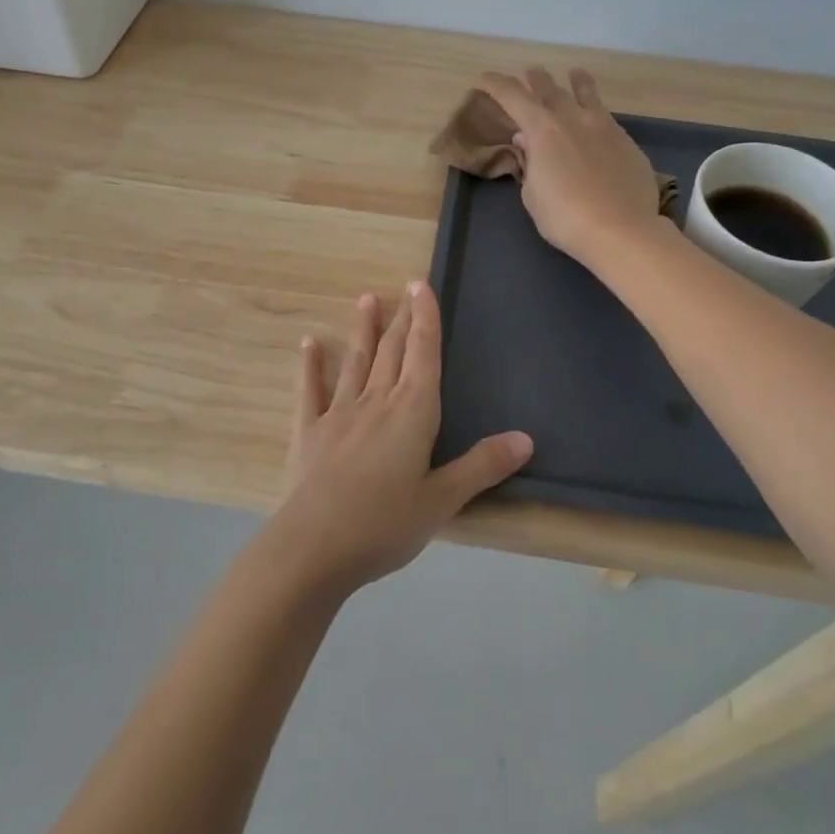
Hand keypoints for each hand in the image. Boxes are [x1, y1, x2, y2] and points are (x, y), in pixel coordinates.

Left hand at [269, 283, 531, 596]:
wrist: (313, 547)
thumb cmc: (384, 525)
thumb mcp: (442, 501)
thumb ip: (481, 467)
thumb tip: (526, 439)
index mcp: (412, 413)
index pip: (424, 355)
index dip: (426, 319)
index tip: (422, 286)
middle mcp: (376, 402)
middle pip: (393, 351)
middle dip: (402, 318)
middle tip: (404, 287)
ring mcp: (339, 414)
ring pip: (355, 362)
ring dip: (363, 330)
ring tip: (366, 299)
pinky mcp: (309, 432)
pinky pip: (311, 390)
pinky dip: (310, 365)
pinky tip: (309, 343)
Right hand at [476, 67, 662, 265]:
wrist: (621, 230)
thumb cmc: (565, 217)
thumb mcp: (533, 195)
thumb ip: (531, 163)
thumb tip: (528, 142)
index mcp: (542, 130)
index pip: (512, 96)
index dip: (495, 84)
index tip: (484, 79)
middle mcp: (572, 118)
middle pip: (550, 87)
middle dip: (535, 79)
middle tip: (529, 74)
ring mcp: (604, 126)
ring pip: (587, 93)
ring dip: (576, 81)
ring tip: (575, 74)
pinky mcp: (627, 141)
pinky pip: (607, 118)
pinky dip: (596, 114)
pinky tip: (597, 123)